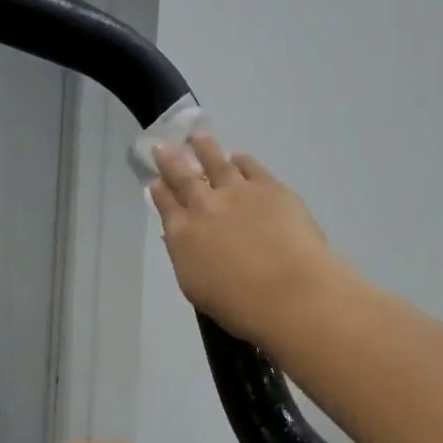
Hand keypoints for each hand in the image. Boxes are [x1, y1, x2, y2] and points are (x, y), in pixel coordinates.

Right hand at [150, 135, 345, 344]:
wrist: (288, 292)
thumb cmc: (239, 306)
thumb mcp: (197, 287)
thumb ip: (188, 257)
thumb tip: (182, 239)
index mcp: (182, 236)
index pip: (165, 206)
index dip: (159, 192)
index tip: (154, 181)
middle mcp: (204, 207)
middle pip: (183, 176)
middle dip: (171, 160)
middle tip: (163, 145)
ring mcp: (237, 192)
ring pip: (215, 161)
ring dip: (204, 148)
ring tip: (197, 136)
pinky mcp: (270, 187)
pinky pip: (250, 166)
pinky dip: (241, 160)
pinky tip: (238, 157)